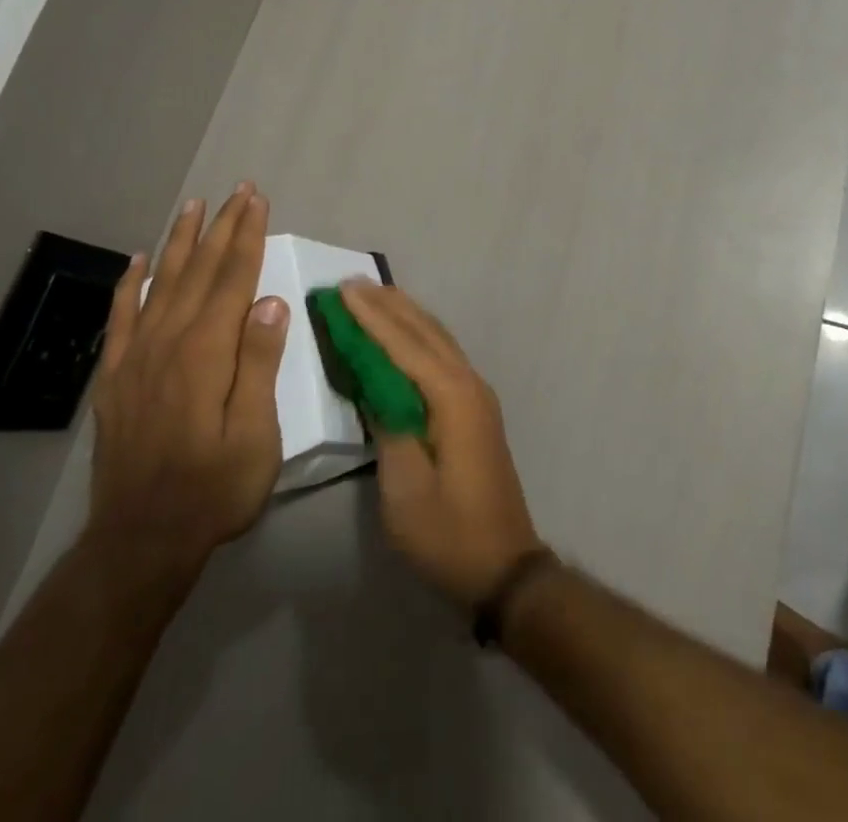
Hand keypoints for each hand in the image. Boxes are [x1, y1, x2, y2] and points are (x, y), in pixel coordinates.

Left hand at [86, 183, 288, 566]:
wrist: (140, 540)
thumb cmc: (213, 490)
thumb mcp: (255, 435)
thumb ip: (259, 365)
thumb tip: (272, 302)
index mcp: (207, 353)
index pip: (233, 279)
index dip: (248, 236)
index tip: (258, 201)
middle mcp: (169, 342)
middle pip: (200, 271)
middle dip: (222, 227)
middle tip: (238, 190)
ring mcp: (136, 357)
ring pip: (162, 283)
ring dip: (181, 241)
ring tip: (194, 206)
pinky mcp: (116, 377)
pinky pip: (122, 316)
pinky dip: (131, 283)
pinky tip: (139, 260)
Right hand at [340, 280, 543, 606]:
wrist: (504, 566)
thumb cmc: (448, 532)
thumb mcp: (405, 489)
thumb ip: (389, 427)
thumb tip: (375, 385)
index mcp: (451, 398)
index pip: (404, 345)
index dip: (371, 317)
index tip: (343, 289)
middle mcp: (468, 383)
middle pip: (424, 332)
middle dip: (387, 305)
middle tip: (352, 282)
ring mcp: (476, 394)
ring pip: (437, 339)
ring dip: (405, 315)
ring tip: (375, 294)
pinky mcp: (476, 408)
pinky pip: (443, 355)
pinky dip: (419, 336)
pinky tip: (405, 334)